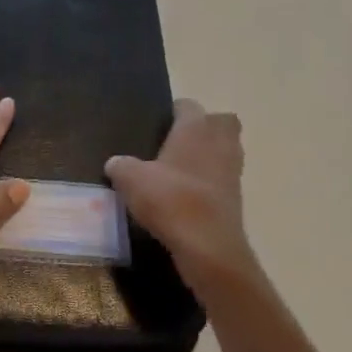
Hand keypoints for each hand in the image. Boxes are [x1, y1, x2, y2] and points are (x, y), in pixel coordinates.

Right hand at [106, 99, 256, 282]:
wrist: (207, 246)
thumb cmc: (170, 199)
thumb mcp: (131, 180)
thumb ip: (121, 166)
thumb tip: (115, 163)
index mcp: (195, 128)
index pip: (189, 105)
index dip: (174, 111)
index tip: (159, 123)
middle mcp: (219, 143)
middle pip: (222, 122)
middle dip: (205, 127)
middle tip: (178, 141)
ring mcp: (232, 171)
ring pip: (226, 151)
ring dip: (210, 156)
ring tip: (181, 170)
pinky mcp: (236, 199)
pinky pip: (224, 179)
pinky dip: (211, 183)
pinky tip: (187, 195)